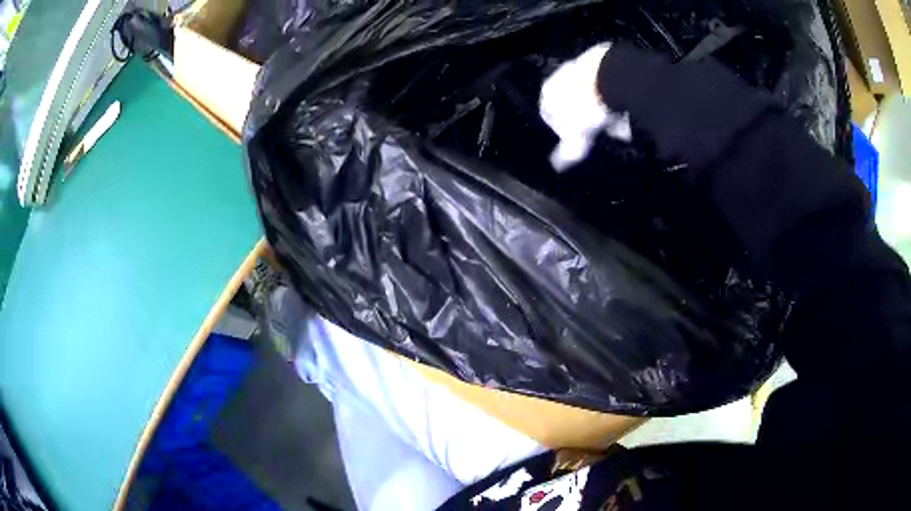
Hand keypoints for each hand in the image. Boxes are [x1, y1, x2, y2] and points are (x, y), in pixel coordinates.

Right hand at [539, 43, 631, 171]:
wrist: (611, 75)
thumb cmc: (588, 107)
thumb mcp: (578, 136)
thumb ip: (569, 150)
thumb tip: (558, 165)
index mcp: (547, 94)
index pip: (550, 116)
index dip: (566, 130)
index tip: (582, 139)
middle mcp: (559, 76)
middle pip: (572, 101)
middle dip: (587, 116)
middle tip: (602, 131)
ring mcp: (579, 65)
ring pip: (590, 91)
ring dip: (602, 104)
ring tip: (620, 120)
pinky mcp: (600, 57)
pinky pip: (606, 81)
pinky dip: (614, 92)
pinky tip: (626, 105)